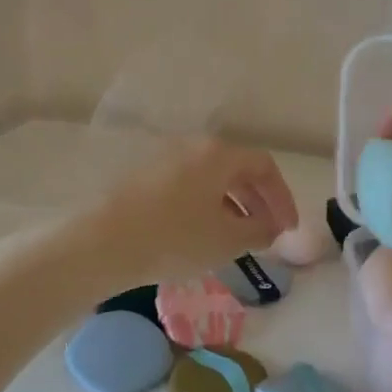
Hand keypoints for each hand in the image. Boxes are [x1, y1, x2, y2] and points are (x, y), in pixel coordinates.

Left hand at [80, 136, 298, 285]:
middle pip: (237, 169)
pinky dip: (207, 206)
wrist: (102, 243)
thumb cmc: (174, 238)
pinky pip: (188, 187)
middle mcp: (192, 148)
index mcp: (218, 155)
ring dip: (233, 205)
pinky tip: (203, 235)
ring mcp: (164, 160)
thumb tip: (272, 226)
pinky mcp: (144, 178)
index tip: (288, 228)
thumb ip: (259, 230)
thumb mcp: (227, 240)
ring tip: (239, 237)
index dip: (283, 197)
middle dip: (259, 201)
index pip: (264, 167)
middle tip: (269, 232)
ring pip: (211, 179)